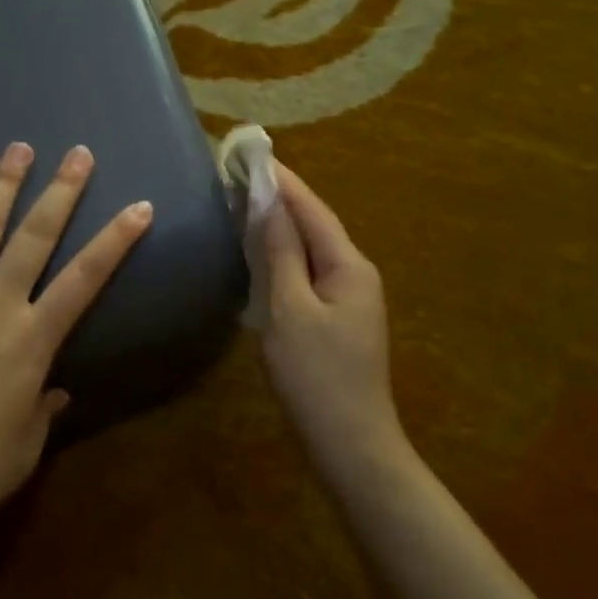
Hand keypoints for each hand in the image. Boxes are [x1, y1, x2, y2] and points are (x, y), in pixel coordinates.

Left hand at [0, 143, 151, 542]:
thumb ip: (42, 411)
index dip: (115, 241)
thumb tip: (56, 390)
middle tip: (79, 153)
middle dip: (61, 192)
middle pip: (34, 238)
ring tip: (19, 148)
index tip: (139, 206)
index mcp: (29, 341)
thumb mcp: (21, 449)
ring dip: (1, 187)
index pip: (84, 280)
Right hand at [261, 165, 404, 478]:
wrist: (351, 444)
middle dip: (281, 199)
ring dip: (282, 226)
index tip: (252, 154)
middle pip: (315, 225)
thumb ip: (280, 253)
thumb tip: (268, 203)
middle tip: (242, 175)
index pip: (312, 209)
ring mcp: (349, 298)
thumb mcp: (291, 309)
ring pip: (312, 250)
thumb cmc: (317, 375)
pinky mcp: (337, 320)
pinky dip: (284, 256)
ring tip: (247, 203)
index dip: (283, 181)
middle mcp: (355, 274)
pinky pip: (309, 273)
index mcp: (349, 265)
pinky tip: (263, 254)